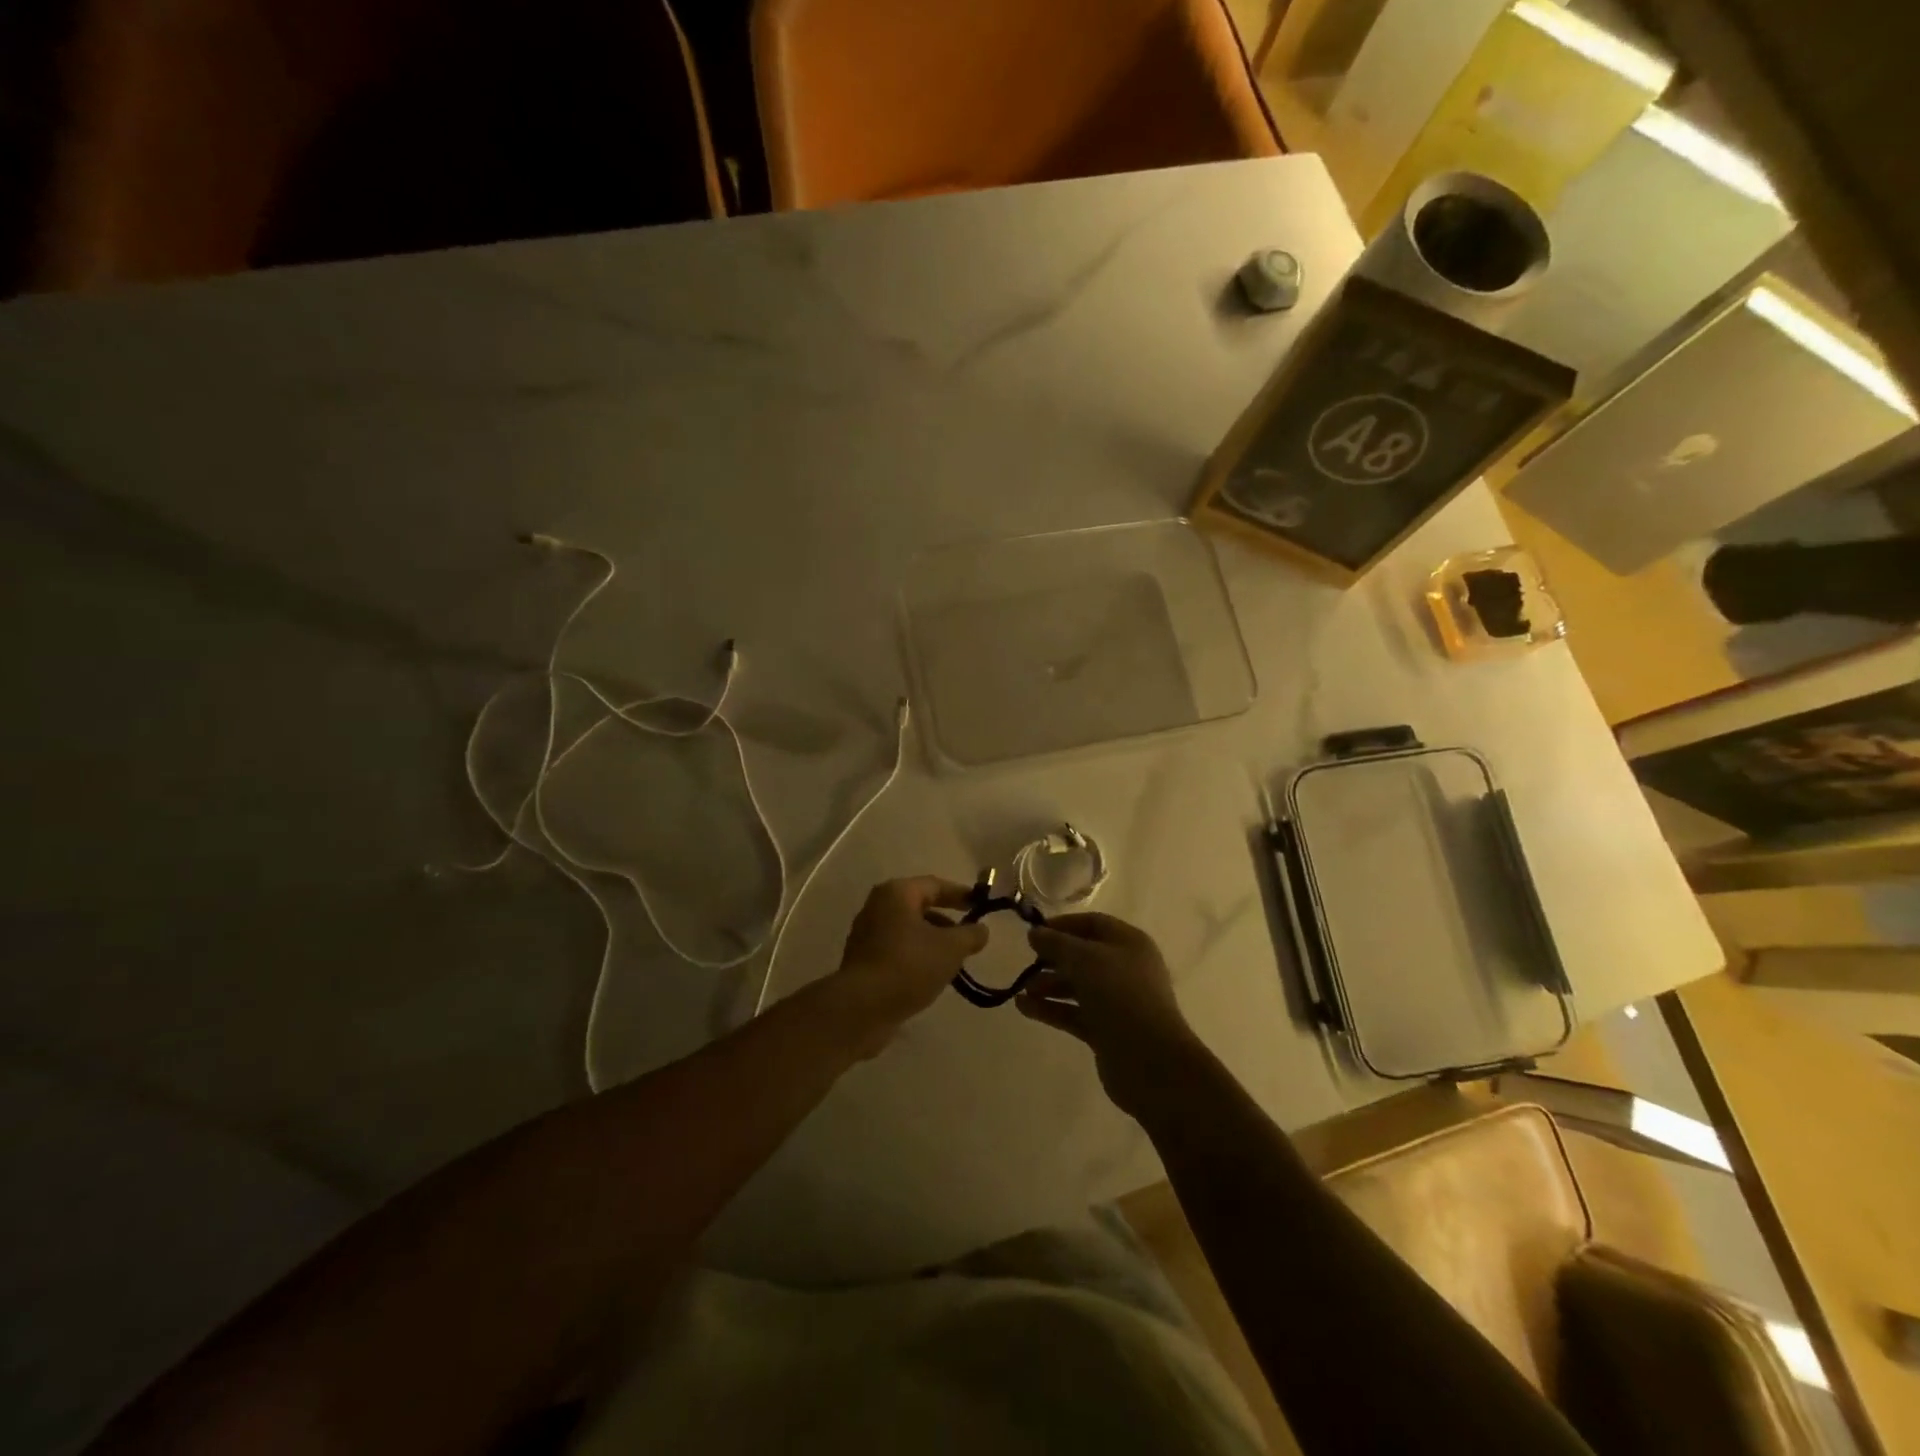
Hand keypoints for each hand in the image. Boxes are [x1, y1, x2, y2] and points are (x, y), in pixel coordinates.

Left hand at [824, 877, 988, 1052]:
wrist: (861, 1008)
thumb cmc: (909, 966)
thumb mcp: (950, 949)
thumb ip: (970, 935)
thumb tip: (981, 929)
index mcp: (897, 893)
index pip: (935, 885)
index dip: (960, 894)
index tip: (981, 905)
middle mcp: (878, 906)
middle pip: (919, 906)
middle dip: (947, 921)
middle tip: (969, 936)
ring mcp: (867, 933)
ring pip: (908, 929)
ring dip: (932, 940)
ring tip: (954, 961)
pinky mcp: (863, 959)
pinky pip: (897, 948)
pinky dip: (916, 955)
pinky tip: (931, 975)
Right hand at [1017, 913, 1203, 1116]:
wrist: (1150, 1061)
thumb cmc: (1120, 996)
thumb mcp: (1085, 959)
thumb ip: (1056, 943)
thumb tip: (1035, 933)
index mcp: (1129, 943)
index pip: (1092, 924)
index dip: (1062, 925)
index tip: (1034, 933)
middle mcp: (1125, 969)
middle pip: (1083, 956)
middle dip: (1053, 958)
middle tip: (1027, 962)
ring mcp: (1116, 1002)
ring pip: (1077, 986)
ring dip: (1049, 985)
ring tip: (1022, 989)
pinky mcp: (1106, 1031)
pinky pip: (1074, 1013)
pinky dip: (1051, 1009)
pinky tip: (1023, 1008)